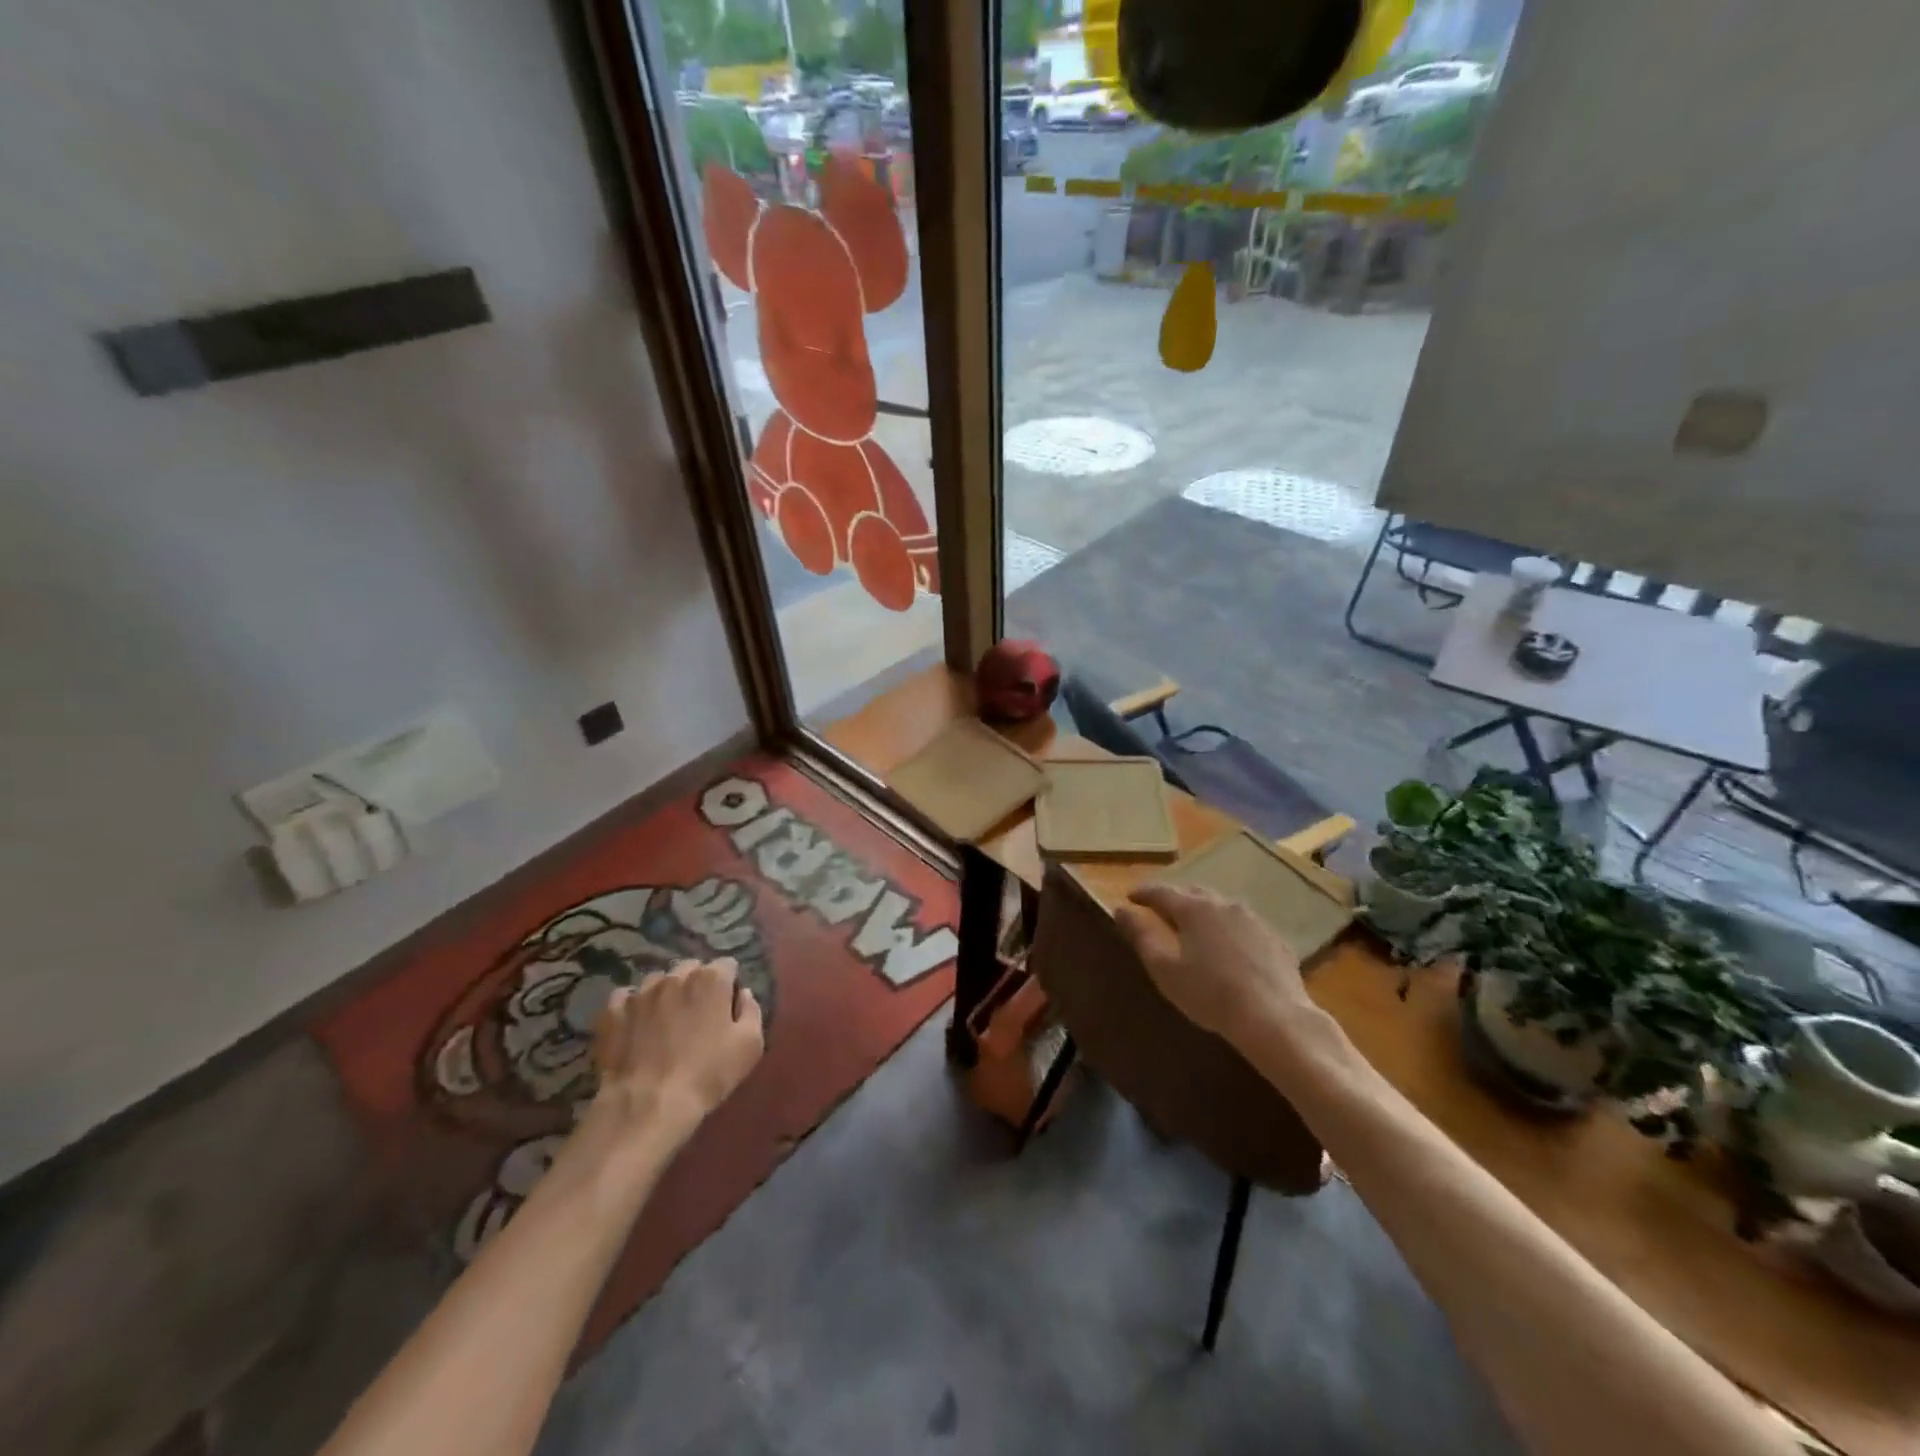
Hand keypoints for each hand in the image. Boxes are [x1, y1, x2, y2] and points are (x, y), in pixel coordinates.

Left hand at [588, 958, 764, 1147]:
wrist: (648, 1104)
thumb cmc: (707, 1074)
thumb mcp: (750, 1045)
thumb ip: (751, 1011)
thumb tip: (743, 994)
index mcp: (711, 980)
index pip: (726, 965)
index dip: (729, 984)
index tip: (727, 1005)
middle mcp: (675, 976)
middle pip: (691, 968)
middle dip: (696, 983)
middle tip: (698, 1013)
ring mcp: (640, 992)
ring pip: (657, 981)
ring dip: (665, 993)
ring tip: (665, 1019)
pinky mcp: (613, 1012)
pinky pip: (625, 998)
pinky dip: (632, 1006)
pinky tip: (635, 1025)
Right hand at [1114, 885, 1310, 1042]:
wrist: (1274, 1018)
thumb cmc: (1210, 995)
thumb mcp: (1165, 969)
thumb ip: (1141, 936)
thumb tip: (1121, 910)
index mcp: (1194, 909)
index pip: (1161, 892)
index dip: (1143, 893)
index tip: (1129, 898)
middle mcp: (1223, 904)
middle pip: (1193, 893)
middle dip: (1174, 899)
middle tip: (1160, 911)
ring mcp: (1253, 919)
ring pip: (1220, 906)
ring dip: (1203, 912)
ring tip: (1194, 928)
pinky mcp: (1274, 938)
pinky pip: (1243, 925)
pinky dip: (1228, 929)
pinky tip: (1228, 948)